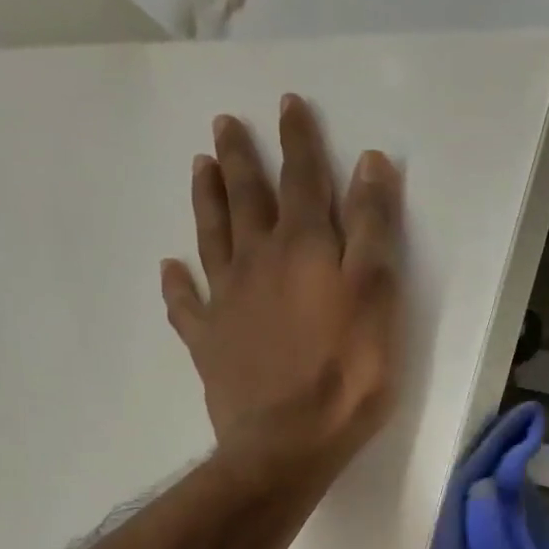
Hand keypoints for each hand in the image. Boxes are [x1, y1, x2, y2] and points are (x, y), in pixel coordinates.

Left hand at [161, 94, 402, 470]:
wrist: (287, 443)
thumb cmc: (346, 376)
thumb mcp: (378, 299)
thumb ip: (374, 232)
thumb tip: (370, 164)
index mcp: (304, 248)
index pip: (303, 179)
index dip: (299, 141)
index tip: (288, 104)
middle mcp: (258, 262)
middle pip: (248, 199)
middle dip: (241, 158)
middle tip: (224, 123)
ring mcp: (226, 301)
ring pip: (212, 237)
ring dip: (208, 199)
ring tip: (200, 166)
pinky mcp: (208, 342)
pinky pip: (185, 306)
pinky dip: (176, 285)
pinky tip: (170, 269)